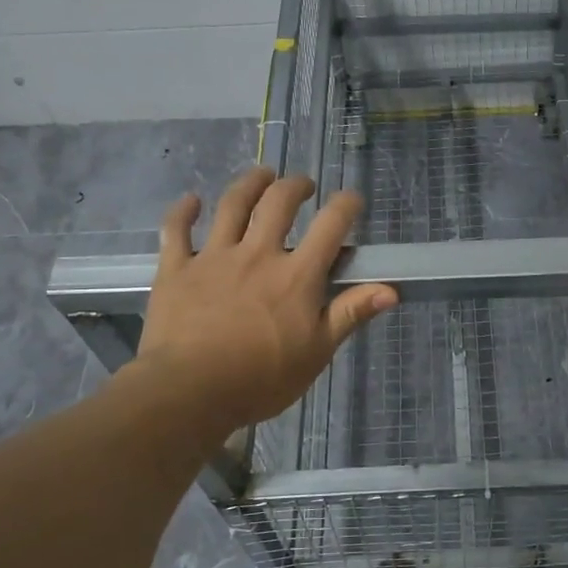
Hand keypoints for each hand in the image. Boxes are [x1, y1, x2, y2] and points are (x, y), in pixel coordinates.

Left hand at [130, 167, 396, 436]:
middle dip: (295, 186)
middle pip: (279, 203)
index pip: (330, 226)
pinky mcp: (177, 269)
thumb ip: (350, 314)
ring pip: (232, 205)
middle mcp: (258, 254)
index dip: (345, 206)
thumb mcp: (317, 352)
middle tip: (303, 186)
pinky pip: (177, 230)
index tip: (352, 200)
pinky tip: (190, 201)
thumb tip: (390, 290)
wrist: (189, 392)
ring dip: (249, 183)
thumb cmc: (261, 379)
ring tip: (261, 175)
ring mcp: (214, 257)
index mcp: (296, 276)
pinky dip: (183, 212)